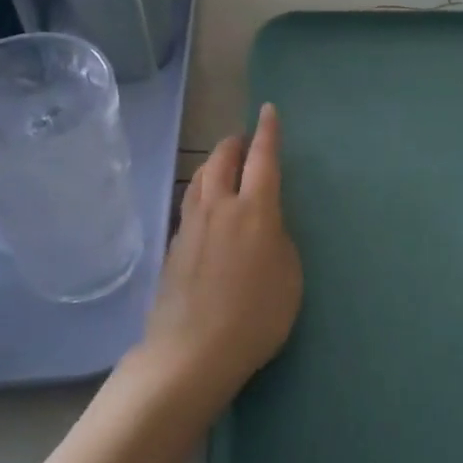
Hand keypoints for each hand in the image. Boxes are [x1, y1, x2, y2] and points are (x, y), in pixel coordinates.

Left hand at [143, 104, 302, 399]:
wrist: (193, 352)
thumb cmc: (256, 316)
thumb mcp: (289, 277)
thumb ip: (278, 241)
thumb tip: (264, 227)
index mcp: (255, 211)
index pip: (263, 159)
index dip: (268, 133)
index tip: (267, 111)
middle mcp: (219, 208)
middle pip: (222, 161)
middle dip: (234, 144)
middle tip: (244, 141)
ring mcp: (191, 227)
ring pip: (199, 180)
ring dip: (213, 165)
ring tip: (223, 167)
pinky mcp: (173, 248)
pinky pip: (189, 206)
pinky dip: (202, 194)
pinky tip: (206, 210)